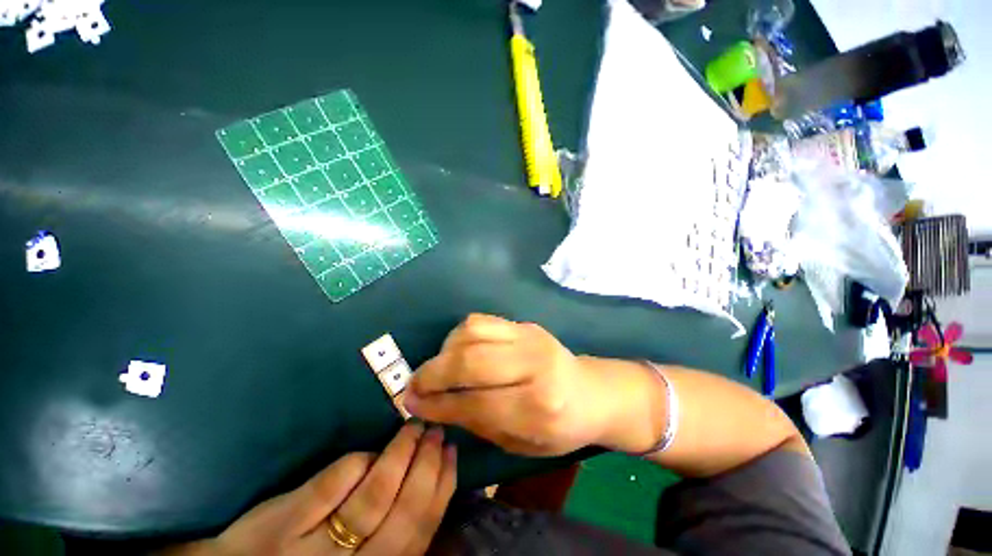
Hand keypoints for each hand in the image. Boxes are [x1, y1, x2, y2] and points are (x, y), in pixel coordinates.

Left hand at [167, 423, 456, 555]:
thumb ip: (393, 534)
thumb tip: (431, 485)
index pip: (421, 531)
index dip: (441, 488)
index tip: (453, 452)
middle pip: (402, 514)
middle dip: (426, 466)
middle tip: (436, 431)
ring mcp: (312, 550)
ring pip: (372, 498)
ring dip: (400, 455)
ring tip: (414, 427)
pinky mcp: (281, 526)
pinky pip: (330, 486)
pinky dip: (357, 464)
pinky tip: (370, 452)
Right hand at [403, 314, 610, 456]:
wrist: (590, 392)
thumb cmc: (559, 427)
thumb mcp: (520, 442)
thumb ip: (476, 422)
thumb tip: (432, 404)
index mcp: (537, 407)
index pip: (475, 403)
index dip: (437, 404)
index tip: (412, 404)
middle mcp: (534, 365)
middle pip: (470, 362)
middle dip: (433, 374)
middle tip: (413, 385)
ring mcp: (530, 337)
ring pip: (472, 333)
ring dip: (444, 350)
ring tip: (437, 367)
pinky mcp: (525, 324)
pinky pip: (481, 321)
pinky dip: (460, 335)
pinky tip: (456, 349)